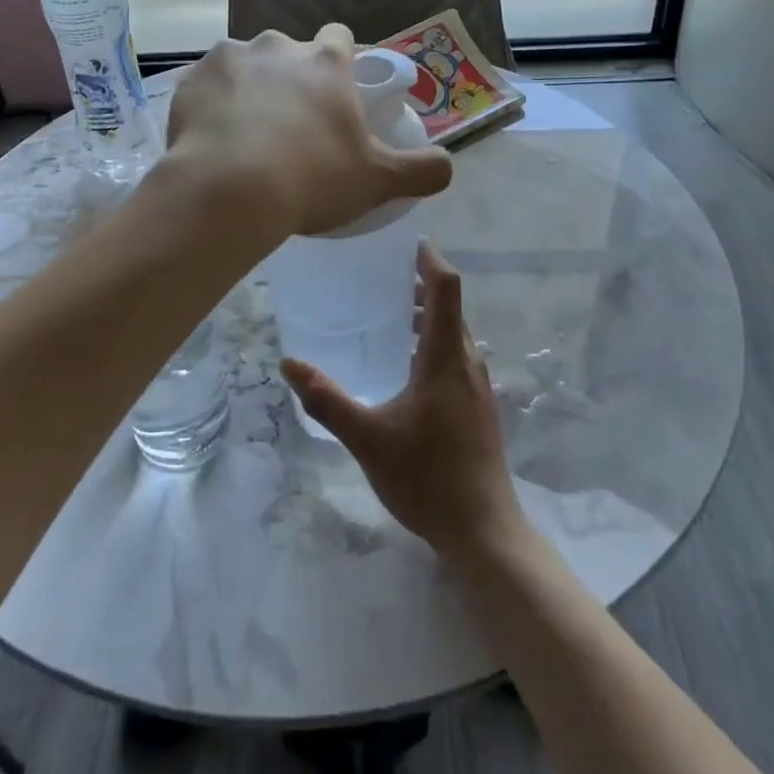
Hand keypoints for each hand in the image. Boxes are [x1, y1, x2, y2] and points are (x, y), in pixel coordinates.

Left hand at [164, 25, 451, 239]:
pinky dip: (211, 104)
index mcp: (325, 62)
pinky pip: (206, 85)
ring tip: (246, 136)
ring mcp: (229, 58)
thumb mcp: (377, 180)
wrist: (227, 191)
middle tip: (290, 126)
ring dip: (249, 90)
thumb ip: (422, 170)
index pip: (340, 38)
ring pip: (245, 66)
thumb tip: (449, 165)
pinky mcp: (190, 79)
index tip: (336, 96)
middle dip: (291, 79)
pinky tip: (213, 140)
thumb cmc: (311, 179)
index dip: (340, 63)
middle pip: (289, 53)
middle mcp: (277, 46)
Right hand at [283, 244, 524, 561]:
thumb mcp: (367, 439)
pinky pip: (454, 355)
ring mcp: (476, 385)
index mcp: (446, 357)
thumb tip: (289, 365)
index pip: (445, 287)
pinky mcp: (477, 406)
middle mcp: (467, 362)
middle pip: (448, 306)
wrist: (484, 532)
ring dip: (423, 315)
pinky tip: (400, 365)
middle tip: (376, 275)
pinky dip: (430, 341)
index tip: (402, 241)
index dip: (429, 258)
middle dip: (417, 284)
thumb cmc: (427, 478)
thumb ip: (328, 400)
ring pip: (453, 332)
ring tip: (383, 314)